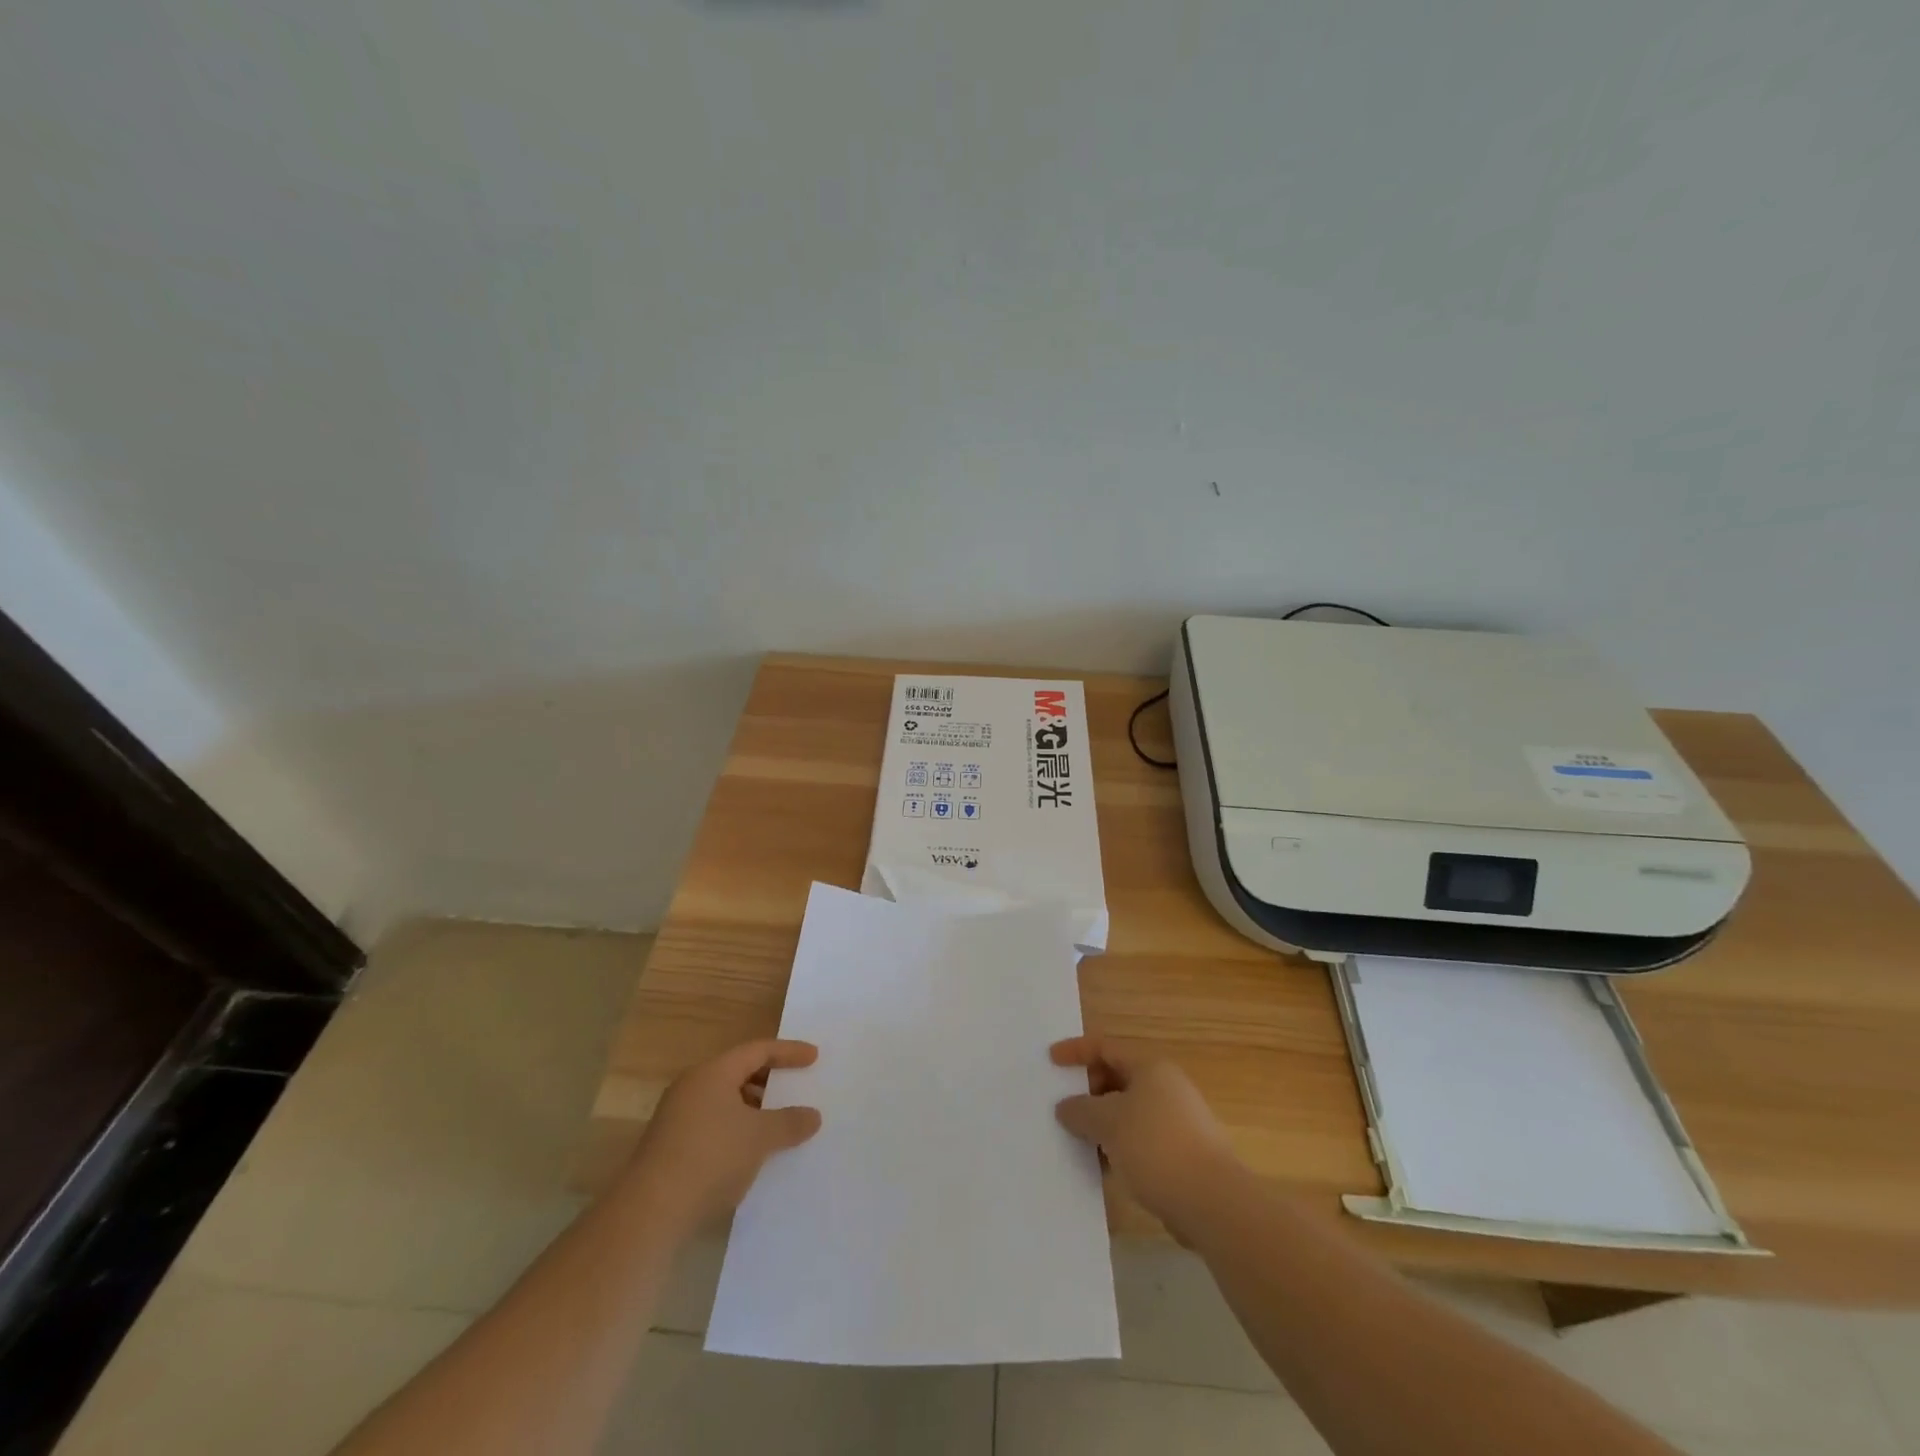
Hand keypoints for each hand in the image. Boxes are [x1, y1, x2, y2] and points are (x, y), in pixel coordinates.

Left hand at [627, 1039, 822, 1231]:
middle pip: (738, 1072)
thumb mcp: (760, 1137)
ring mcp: (677, 1118)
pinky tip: (751, 1152)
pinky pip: (713, 1124)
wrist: (650, 1213)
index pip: (757, 1050)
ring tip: (778, 1124)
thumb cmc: (711, 1157)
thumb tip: (813, 1115)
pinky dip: (737, 1129)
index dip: (788, 1052)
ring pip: (725, 1101)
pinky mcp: (670, 1147)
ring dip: (753, 1108)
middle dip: (770, 1080)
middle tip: (796, 1087)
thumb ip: (790, 1122)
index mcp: (713, 1073)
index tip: (814, 1057)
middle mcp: (692, 1087)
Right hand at [1052, 1036, 1239, 1236]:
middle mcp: (1165, 1088)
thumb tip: (1065, 1107)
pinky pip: (1138, 1142)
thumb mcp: (1108, 1122)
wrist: (1213, 1203)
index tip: (1050, 1061)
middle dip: (1087, 1092)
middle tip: (1060, 1108)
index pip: (1106, 1048)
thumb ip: (1080, 1110)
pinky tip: (1101, 1168)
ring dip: (1100, 1125)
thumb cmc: (1156, 1147)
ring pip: (1126, 1114)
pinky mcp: (1179, 1155)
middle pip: (1116, 1079)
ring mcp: (1175, 1122)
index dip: (1076, 1051)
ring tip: (1074, 1142)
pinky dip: (1117, 1148)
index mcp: (1150, 1068)